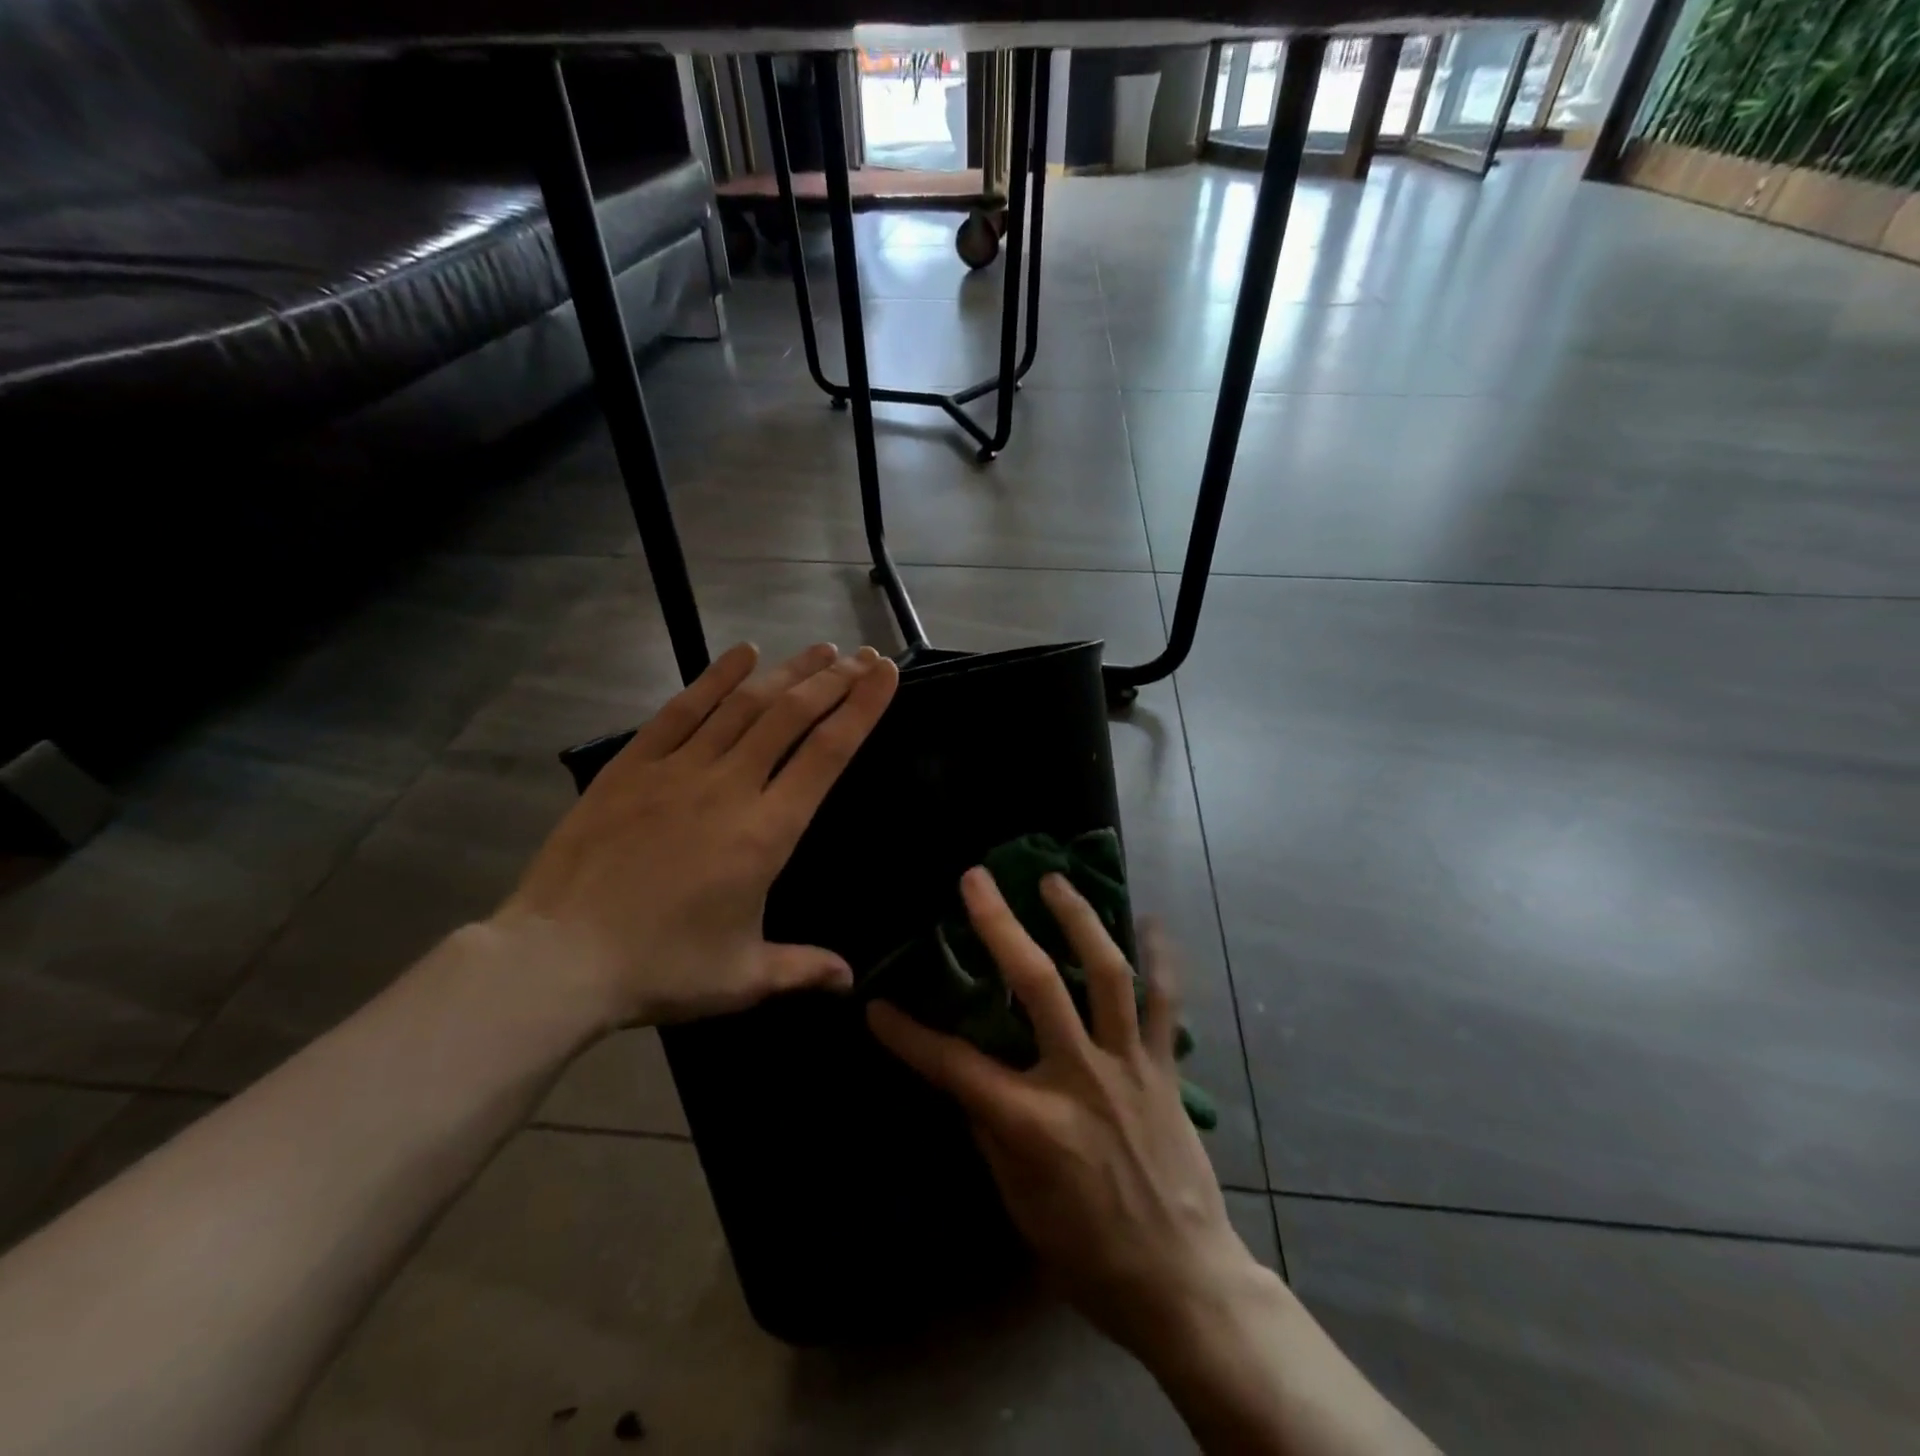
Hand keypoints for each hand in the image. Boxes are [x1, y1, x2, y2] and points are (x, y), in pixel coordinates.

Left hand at [497, 641, 898, 1028]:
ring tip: (821, 649)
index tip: (885, 675)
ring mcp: (678, 770)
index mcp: (766, 832)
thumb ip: (802, 970)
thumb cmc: (660, 968)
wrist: (558, 959)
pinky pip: (681, 709)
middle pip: (792, 716)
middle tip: (863, 656)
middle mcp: (730, 787)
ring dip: (787, 672)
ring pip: (744, 705)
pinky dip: (715, 677)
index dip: (862, 709)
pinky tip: (742, 654)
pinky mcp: (632, 766)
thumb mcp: (742, 978)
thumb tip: (850, 980)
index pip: (828, 754)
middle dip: (834, 681)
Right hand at [868, 869, 1256, 1359]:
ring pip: (1106, 973)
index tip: (876, 1005)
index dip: (909, 1036)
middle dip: (1000, 925)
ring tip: (1054, 879)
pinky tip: (1151, 920)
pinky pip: (1165, 1001)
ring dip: (1078, 918)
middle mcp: (1081, 1077)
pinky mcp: (1165, 1068)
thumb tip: (969, 1077)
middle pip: (1037, 984)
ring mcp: (1128, 1065)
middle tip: (976, 879)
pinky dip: (1161, 957)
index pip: (955, 1066)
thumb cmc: (1088, 1254)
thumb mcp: (1018, 1202)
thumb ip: (991, 1130)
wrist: (1182, 1282)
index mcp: (1034, 1122)